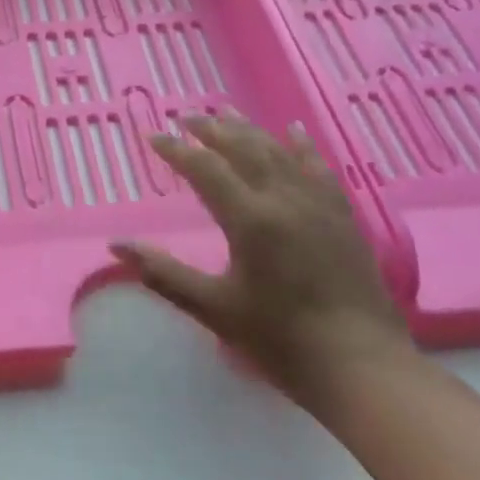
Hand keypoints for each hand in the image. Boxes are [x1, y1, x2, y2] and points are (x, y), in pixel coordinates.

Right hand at [109, 115, 409, 401]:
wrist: (362, 367)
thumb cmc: (280, 340)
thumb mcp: (213, 309)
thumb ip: (163, 273)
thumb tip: (117, 245)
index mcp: (250, 219)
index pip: (205, 169)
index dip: (176, 150)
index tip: (152, 136)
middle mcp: (284, 200)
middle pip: (243, 149)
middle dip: (211, 129)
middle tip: (186, 117)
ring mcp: (318, 205)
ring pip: (279, 152)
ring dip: (249, 129)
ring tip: (226, 112)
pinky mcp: (343, 217)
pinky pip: (318, 167)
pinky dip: (301, 145)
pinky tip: (293, 130)